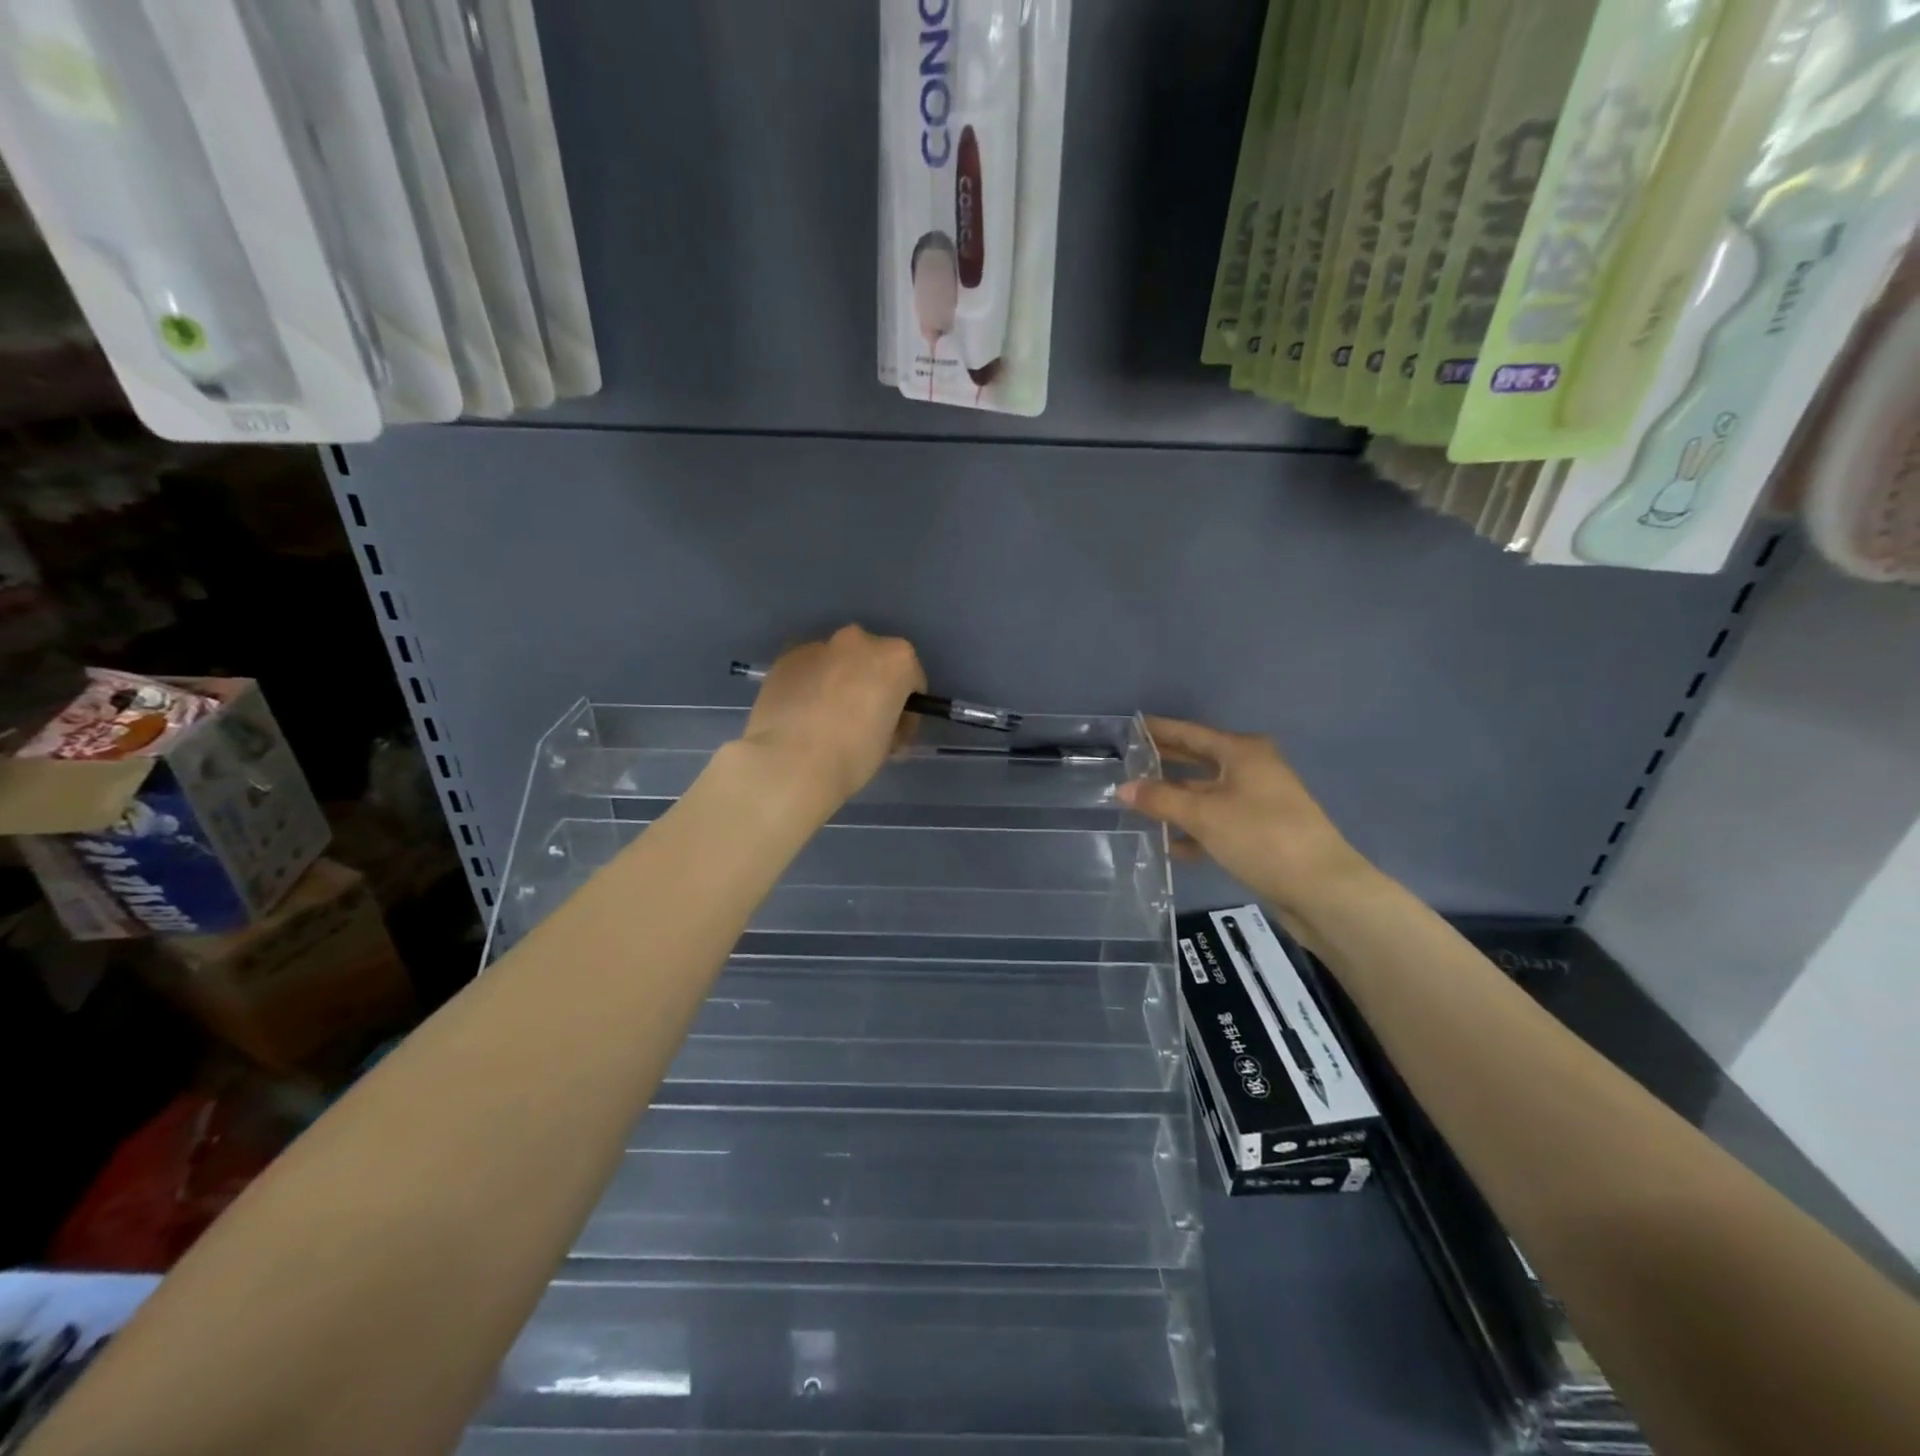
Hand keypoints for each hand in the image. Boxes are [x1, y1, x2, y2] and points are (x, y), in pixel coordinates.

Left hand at [741, 626, 926, 806]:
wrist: (790, 763)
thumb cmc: (853, 755)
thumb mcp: (890, 742)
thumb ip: (891, 721)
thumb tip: (880, 722)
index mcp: (895, 659)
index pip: (911, 679)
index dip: (906, 708)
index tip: (896, 731)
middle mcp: (858, 642)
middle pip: (873, 661)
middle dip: (871, 685)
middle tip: (862, 721)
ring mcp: (818, 646)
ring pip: (837, 662)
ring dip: (838, 683)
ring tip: (826, 720)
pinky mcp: (785, 659)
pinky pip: (808, 670)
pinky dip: (809, 686)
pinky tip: (801, 716)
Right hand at [1118, 716, 1373, 916]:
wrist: (1321, 888)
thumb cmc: (1260, 837)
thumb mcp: (1203, 815)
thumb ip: (1160, 799)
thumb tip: (1123, 788)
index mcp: (1242, 753)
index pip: (1191, 733)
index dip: (1160, 730)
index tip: (1131, 728)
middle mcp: (1252, 770)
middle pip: (1198, 761)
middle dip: (1165, 765)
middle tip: (1127, 765)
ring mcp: (1259, 802)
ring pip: (1207, 794)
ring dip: (1176, 801)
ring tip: (1138, 808)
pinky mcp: (1261, 832)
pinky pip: (1219, 822)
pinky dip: (1196, 830)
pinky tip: (1172, 846)